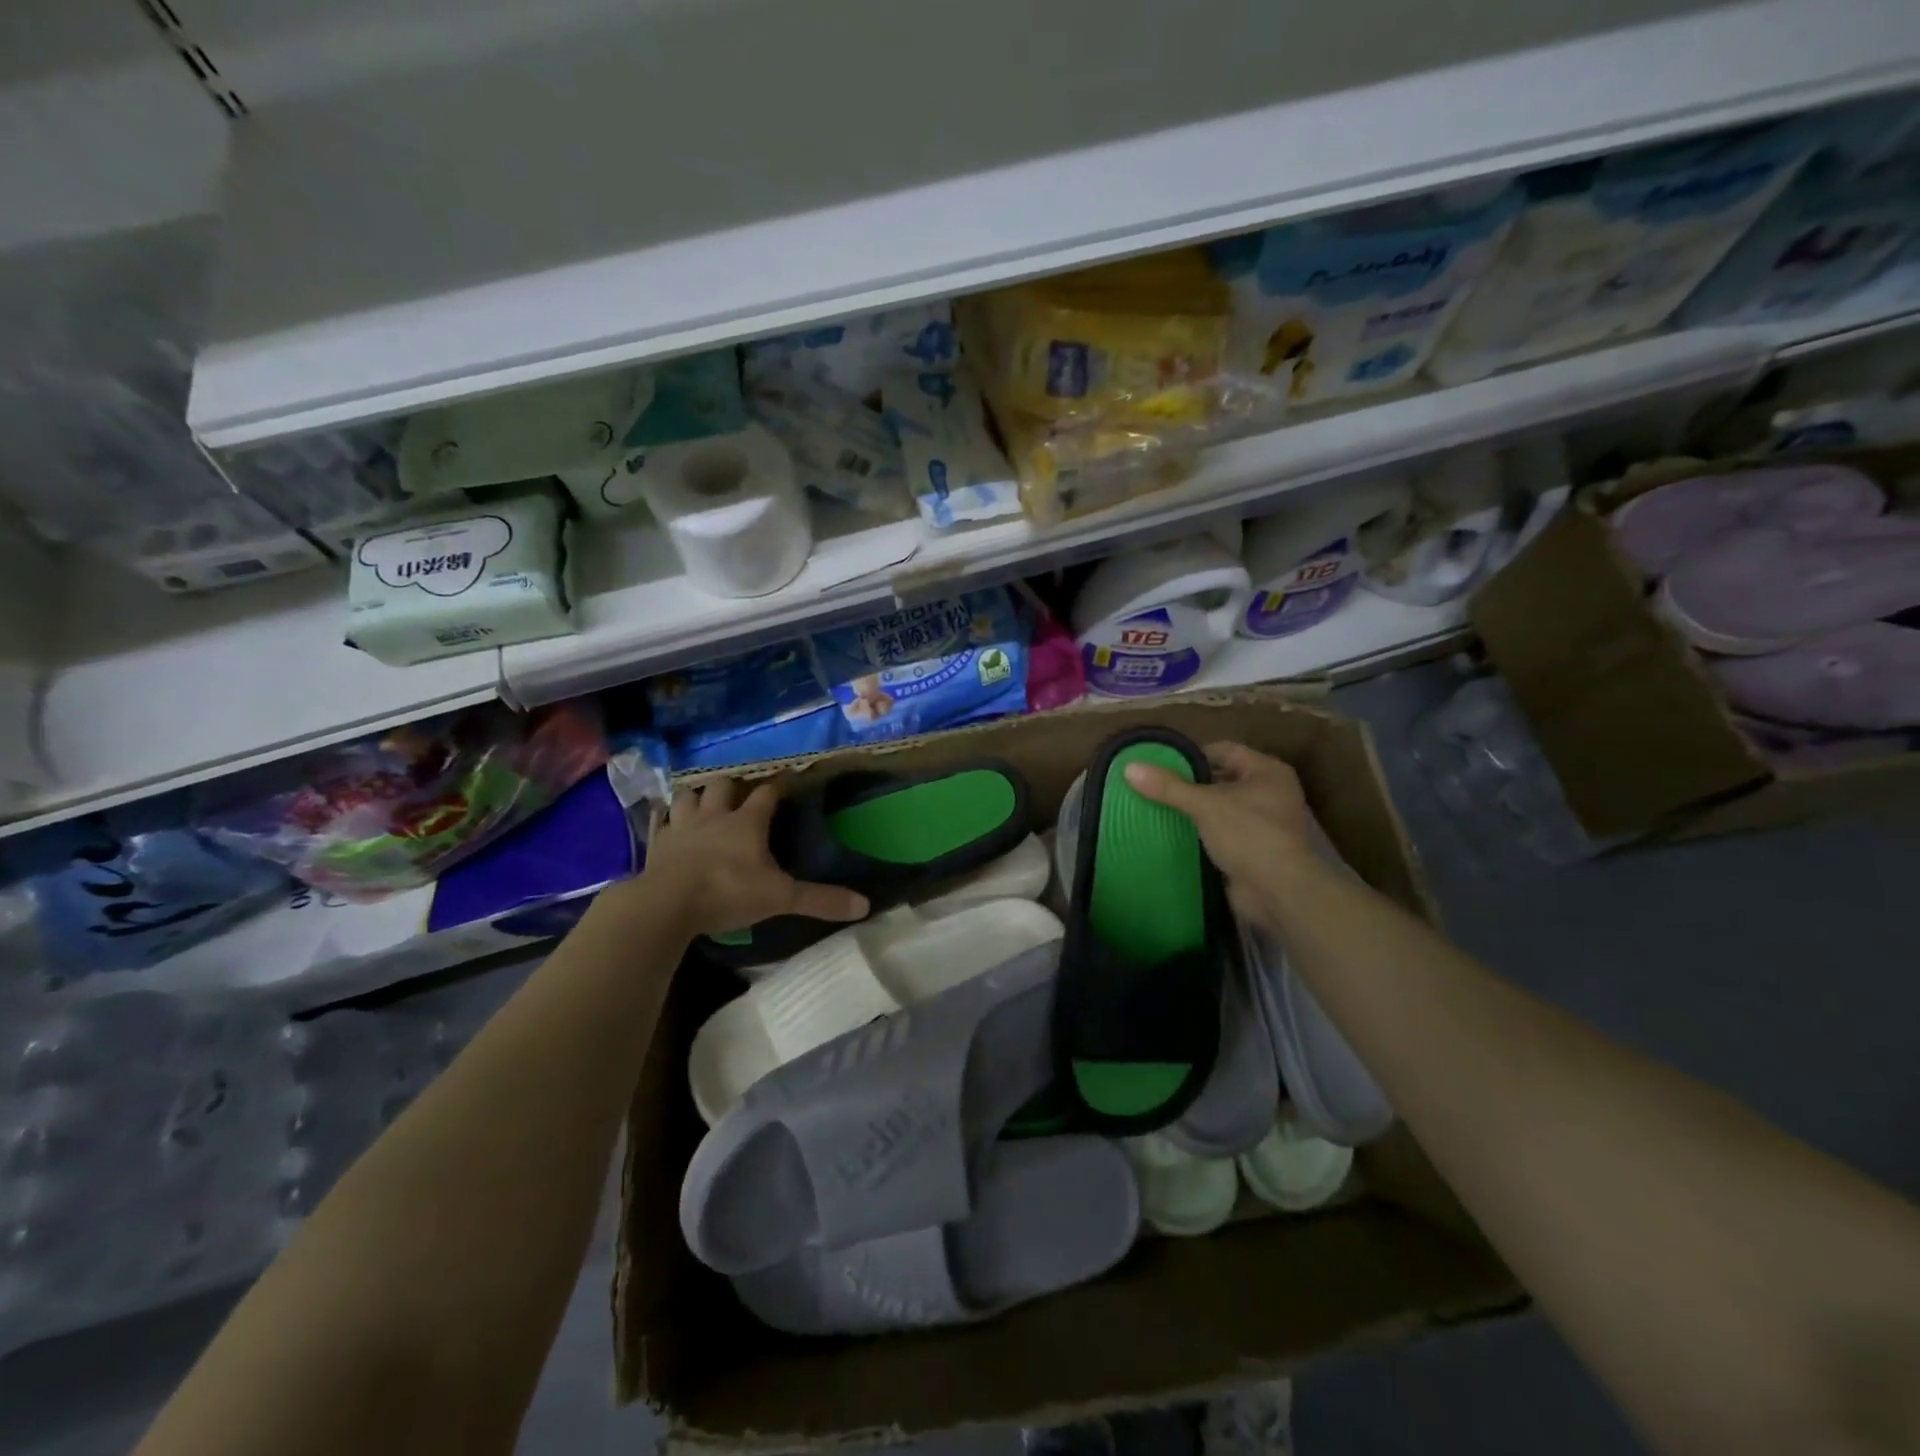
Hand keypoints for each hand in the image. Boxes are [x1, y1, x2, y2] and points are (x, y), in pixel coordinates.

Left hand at [635, 779, 868, 938]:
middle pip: (721, 785)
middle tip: (738, 797)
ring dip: (695, 798)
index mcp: (747, 822)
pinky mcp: (656, 844)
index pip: (767, 793)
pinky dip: (664, 820)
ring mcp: (681, 827)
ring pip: (687, 796)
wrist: (667, 904)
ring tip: (702, 806)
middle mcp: (714, 816)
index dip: (779, 787)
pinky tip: (667, 824)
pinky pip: (659, 822)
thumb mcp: (780, 898)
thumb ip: (820, 900)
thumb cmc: (728, 892)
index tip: (787, 782)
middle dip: (730, 787)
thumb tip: (864, 904)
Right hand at [1123, 741, 1316, 920]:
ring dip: (1193, 811)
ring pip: (1220, 809)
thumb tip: (1129, 767)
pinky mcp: (1254, 850)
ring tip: (1157, 810)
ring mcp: (1264, 823)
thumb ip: (1168, 786)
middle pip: (1221, 779)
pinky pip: (1221, 833)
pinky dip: (1201, 834)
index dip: (1192, 755)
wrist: (1279, 892)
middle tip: (1154, 787)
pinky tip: (1173, 835)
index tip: (1161, 765)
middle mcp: (1270, 793)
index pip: (1224, 750)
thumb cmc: (1249, 835)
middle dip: (1189, 785)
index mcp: (1267, 771)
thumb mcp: (1205, 805)